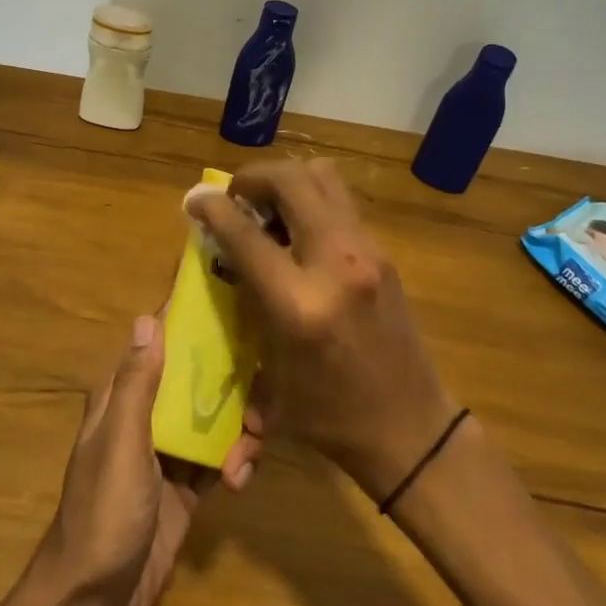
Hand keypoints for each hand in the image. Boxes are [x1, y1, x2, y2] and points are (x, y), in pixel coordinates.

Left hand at [34, 312, 259, 605]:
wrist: (93, 603)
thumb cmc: (103, 514)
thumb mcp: (121, 443)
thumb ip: (138, 384)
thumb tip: (148, 318)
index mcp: (122, 397)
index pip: (158, 343)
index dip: (191, 324)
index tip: (236, 310)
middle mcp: (145, 416)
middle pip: (195, 380)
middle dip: (231, 383)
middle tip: (260, 401)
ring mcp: (167, 453)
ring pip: (213, 419)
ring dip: (239, 428)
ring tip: (248, 454)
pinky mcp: (185, 488)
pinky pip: (219, 459)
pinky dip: (236, 463)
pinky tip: (241, 480)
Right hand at [187, 159, 458, 503]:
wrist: (412, 429)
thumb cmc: (331, 415)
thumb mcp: (272, 372)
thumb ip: (246, 305)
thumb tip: (220, 257)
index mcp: (300, 304)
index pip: (246, 235)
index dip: (213, 209)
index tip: (194, 200)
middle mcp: (336, 264)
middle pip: (291, 181)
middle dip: (253, 177)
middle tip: (236, 197)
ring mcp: (367, 251)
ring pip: (322, 176)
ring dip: (286, 180)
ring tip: (267, 208)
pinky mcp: (384, 252)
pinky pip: (339, 201)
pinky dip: (310, 198)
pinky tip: (298, 231)